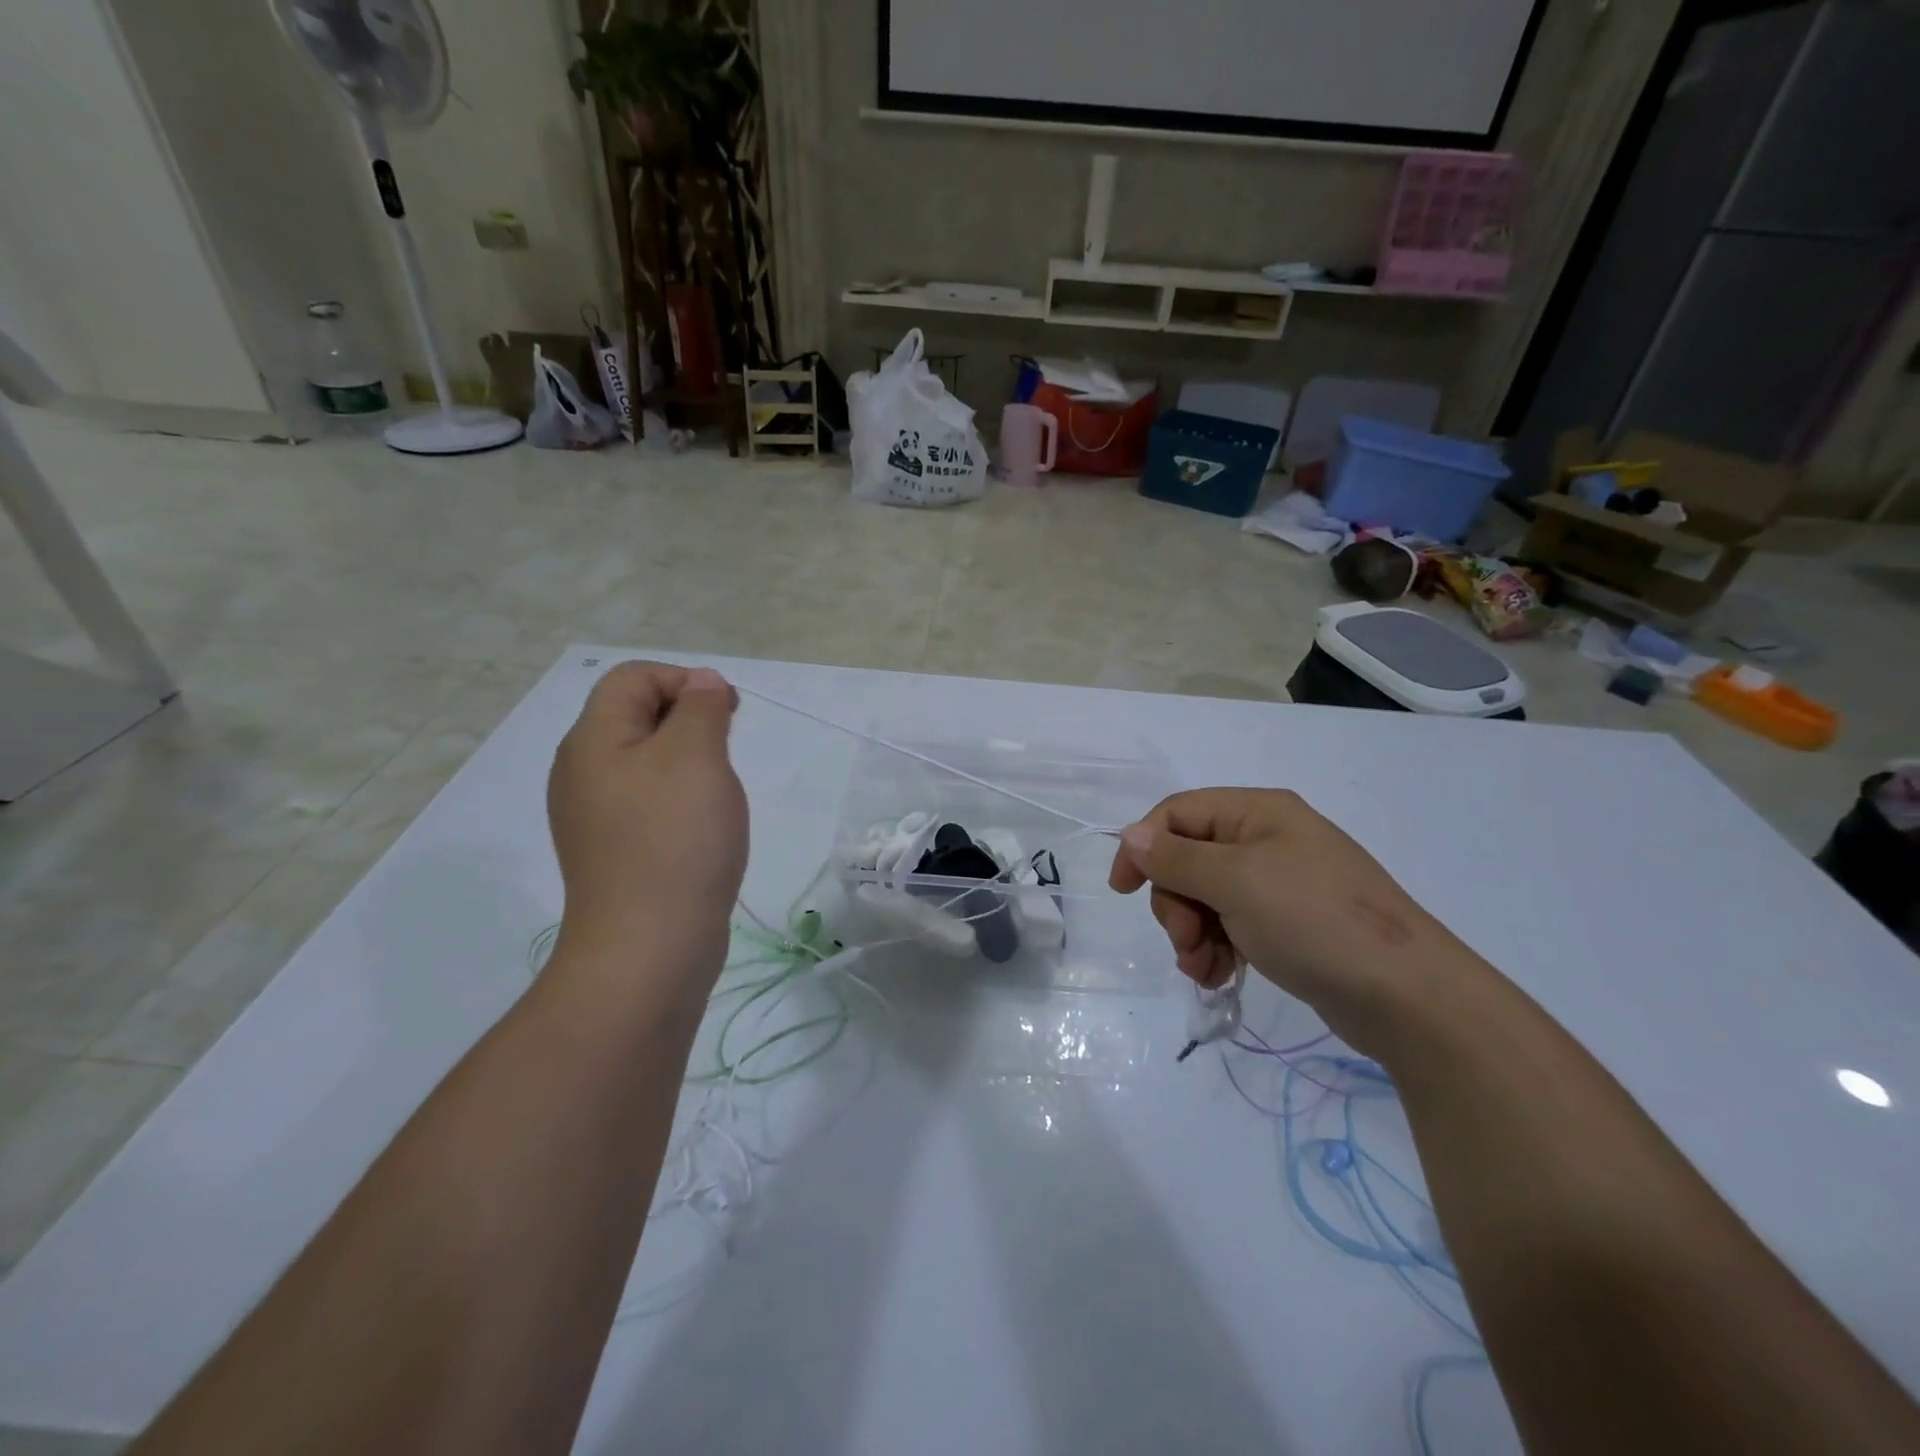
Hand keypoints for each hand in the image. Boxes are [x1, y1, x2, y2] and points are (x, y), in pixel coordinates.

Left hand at [547, 662, 747, 980]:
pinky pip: (646, 803)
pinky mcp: (613, 852)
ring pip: (645, 762)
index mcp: (592, 740)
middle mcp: (582, 772)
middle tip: (726, 751)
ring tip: (717, 793)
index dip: (684, 681)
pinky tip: (701, 828)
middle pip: (635, 717)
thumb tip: (701, 682)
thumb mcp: (696, 756)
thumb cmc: (675, 839)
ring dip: (688, 762)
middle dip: (688, 720)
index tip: (728, 714)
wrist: (649, 947)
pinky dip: (678, 800)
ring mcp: (594, 817)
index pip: (633, 678)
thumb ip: (700, 708)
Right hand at [1109, 788, 1475, 1047]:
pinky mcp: (1289, 923)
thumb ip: (1175, 858)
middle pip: (1188, 860)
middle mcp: (1267, 839)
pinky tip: (1221, 976)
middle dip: (1176, 904)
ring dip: (1194, 933)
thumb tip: (1129, 835)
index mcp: (1258, 812)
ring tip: (1205, 968)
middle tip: (1187, 941)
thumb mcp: (1235, 882)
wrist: (1408, 996)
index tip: (1123, 891)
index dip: (1143, 847)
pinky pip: (1232, 925)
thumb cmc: (1314, 921)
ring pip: (1206, 897)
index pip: (1177, 814)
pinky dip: (1218, 949)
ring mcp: (1280, 882)